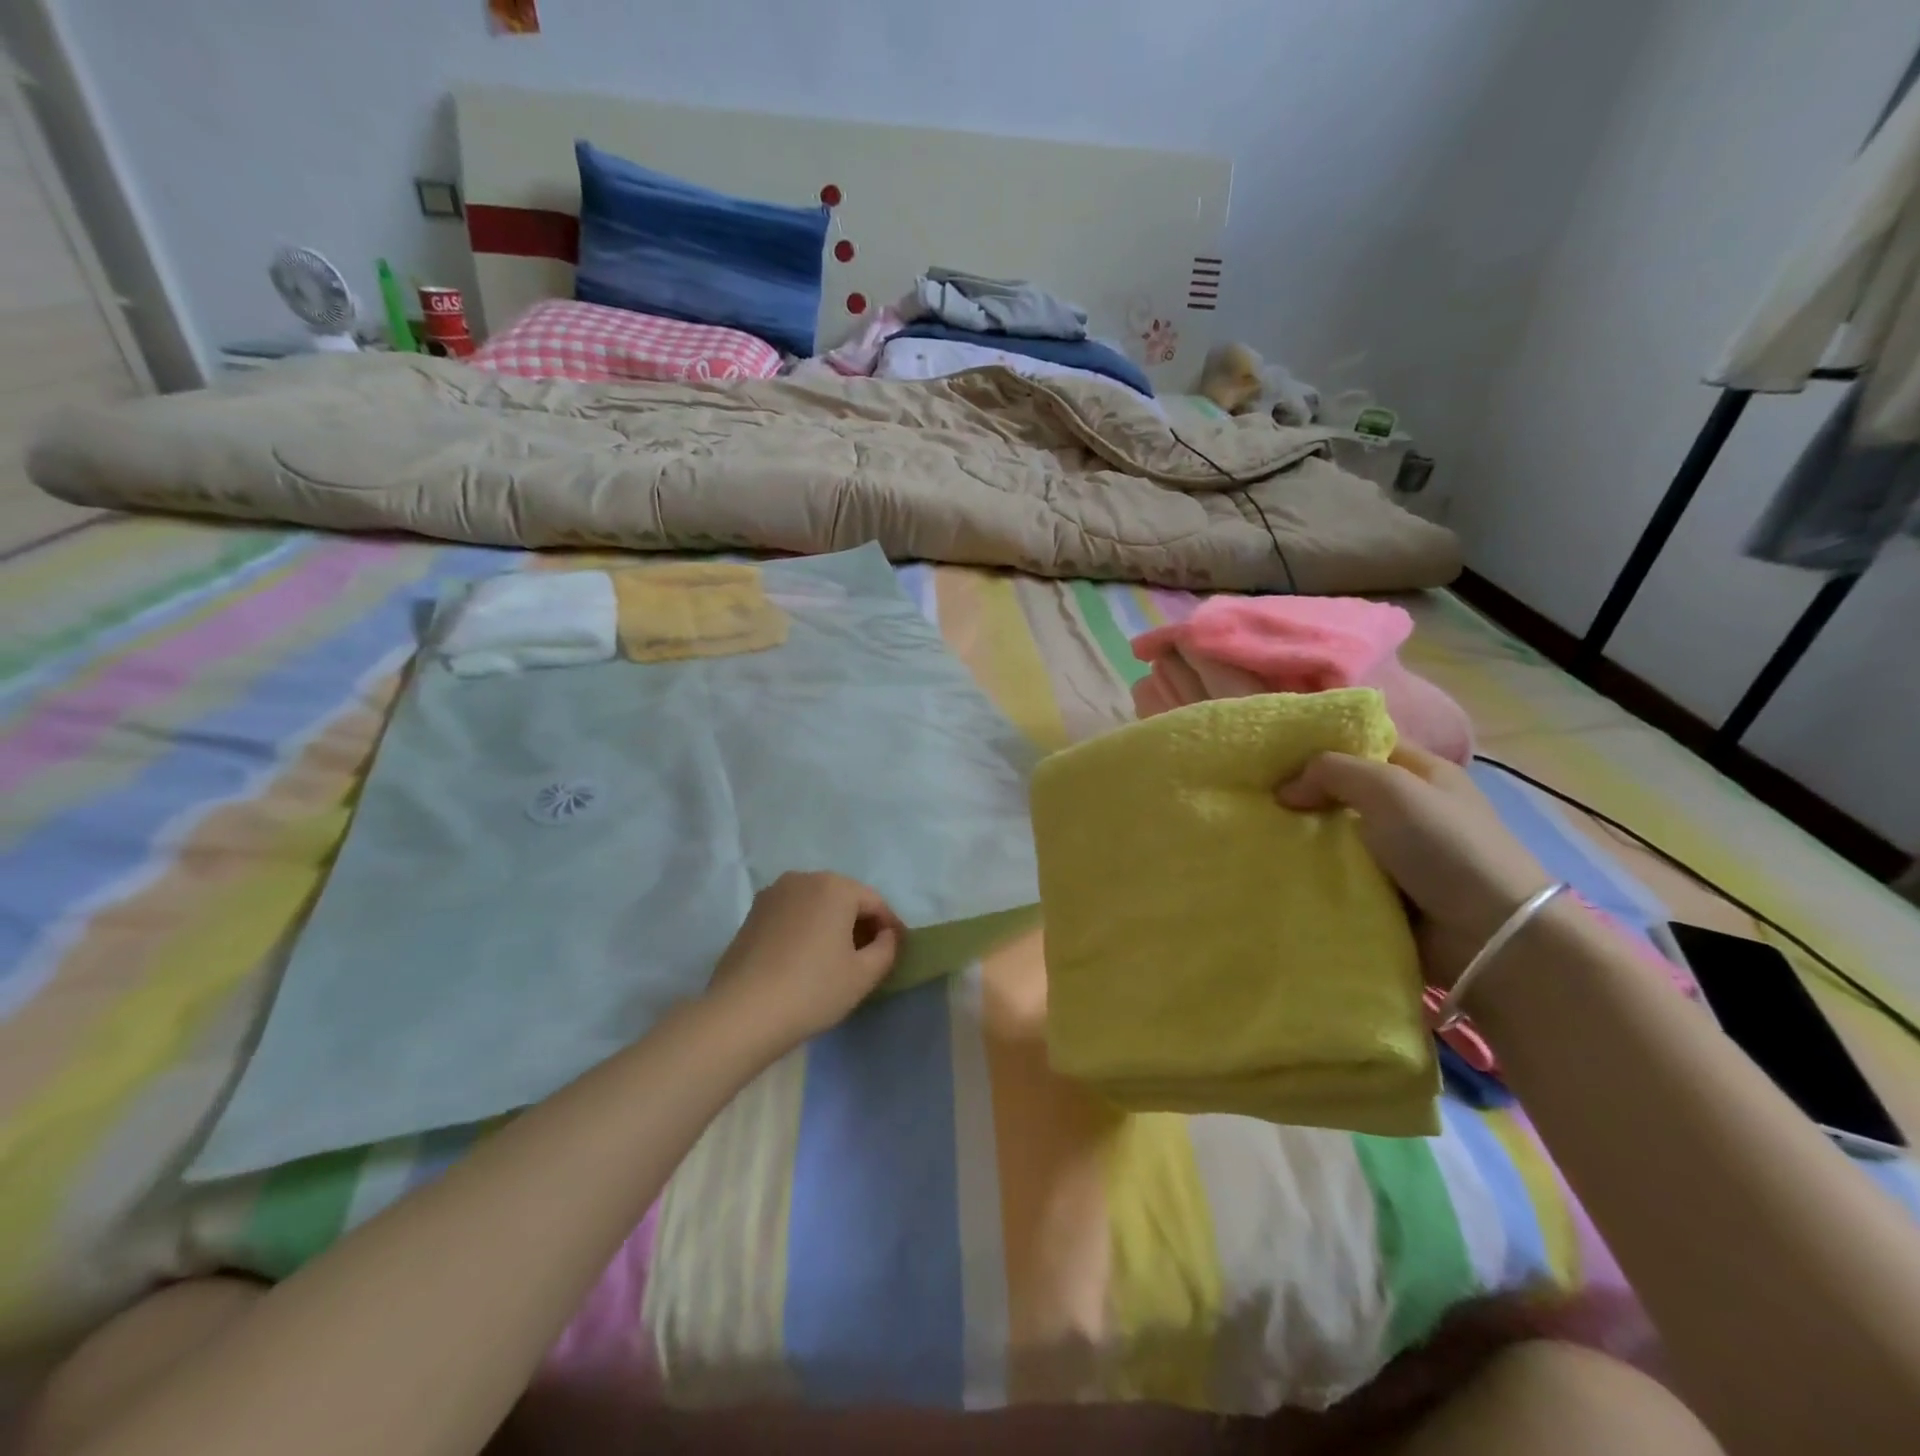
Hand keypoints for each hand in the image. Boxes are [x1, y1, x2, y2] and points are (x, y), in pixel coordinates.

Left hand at [704, 871, 902, 1047]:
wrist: (742, 1013)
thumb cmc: (813, 990)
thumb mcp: (863, 975)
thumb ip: (887, 948)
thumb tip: (886, 935)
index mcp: (835, 886)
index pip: (875, 902)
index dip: (890, 927)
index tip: (897, 951)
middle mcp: (803, 879)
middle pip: (844, 898)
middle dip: (860, 923)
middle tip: (869, 956)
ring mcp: (773, 894)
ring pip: (816, 905)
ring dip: (831, 926)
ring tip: (837, 959)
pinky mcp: (752, 914)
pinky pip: (792, 915)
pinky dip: (806, 930)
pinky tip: (806, 959)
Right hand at [1278, 744, 1553, 986]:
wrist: (1489, 936)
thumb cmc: (1444, 846)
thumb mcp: (1388, 788)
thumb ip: (1331, 771)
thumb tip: (1284, 791)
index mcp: (1422, 773)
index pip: (1364, 745)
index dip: (1321, 746)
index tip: (1272, 757)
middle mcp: (1409, 809)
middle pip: (1343, 792)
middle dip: (1303, 796)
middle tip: (1256, 800)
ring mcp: (1397, 855)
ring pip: (1334, 836)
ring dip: (1302, 839)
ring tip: (1258, 837)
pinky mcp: (1384, 894)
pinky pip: (1337, 875)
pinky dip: (1313, 874)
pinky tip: (1279, 871)